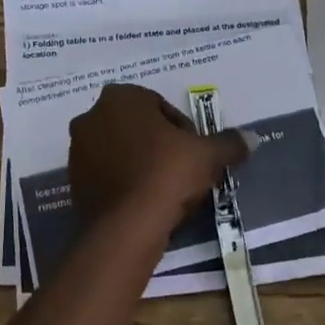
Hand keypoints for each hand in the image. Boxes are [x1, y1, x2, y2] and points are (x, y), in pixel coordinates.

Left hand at [68, 83, 247, 232]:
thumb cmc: (166, 174)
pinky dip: (125, 183)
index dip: (184, 131)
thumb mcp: (207, 156)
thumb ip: (228, 143)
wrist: (125, 227)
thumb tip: (252, 138)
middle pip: (139, 128)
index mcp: (120, 96)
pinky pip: (107, 175)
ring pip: (121, 151)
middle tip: (183, 172)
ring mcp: (77, 149)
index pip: (161, 107)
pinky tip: (145, 203)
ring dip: (142, 164)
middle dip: (161, 146)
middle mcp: (91, 115)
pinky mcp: (72, 181)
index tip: (195, 155)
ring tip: (166, 191)